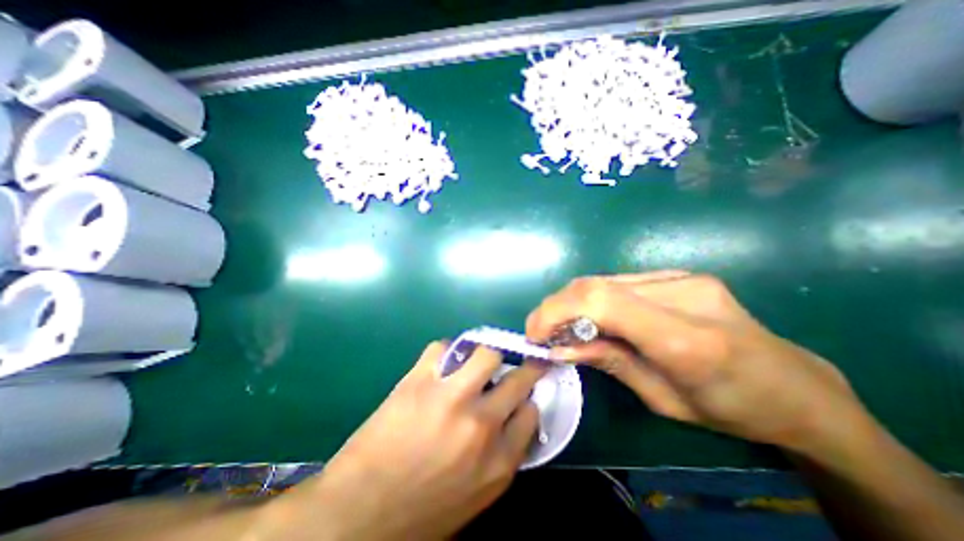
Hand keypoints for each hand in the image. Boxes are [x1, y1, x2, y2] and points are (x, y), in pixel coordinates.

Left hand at [263, 341, 549, 537]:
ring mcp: (450, 398)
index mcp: (498, 461)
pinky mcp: (419, 381)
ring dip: (485, 356)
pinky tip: (439, 364)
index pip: (531, 413)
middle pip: (518, 379)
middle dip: (524, 367)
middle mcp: (481, 425)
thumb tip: (512, 419)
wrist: (356, 516)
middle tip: (519, 362)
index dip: (527, 399)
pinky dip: (444, 352)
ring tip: (475, 363)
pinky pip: (442, 348)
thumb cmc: (420, 512)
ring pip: (486, 353)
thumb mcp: (475, 496)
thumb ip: (501, 456)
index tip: (521, 394)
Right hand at [527, 272, 866, 453]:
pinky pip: (619, 282)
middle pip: (595, 285)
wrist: (799, 388)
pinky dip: (594, 298)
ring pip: (603, 280)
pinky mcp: (679, 274)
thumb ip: (608, 363)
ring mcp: (682, 277)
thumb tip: (559, 348)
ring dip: (572, 302)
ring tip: (564, 326)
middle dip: (556, 307)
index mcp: (686, 338)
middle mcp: (682, 294)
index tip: (535, 334)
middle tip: (542, 331)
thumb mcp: (663, 400)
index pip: (600, 302)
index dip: (556, 311)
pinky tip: (593, 316)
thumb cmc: (733, 409)